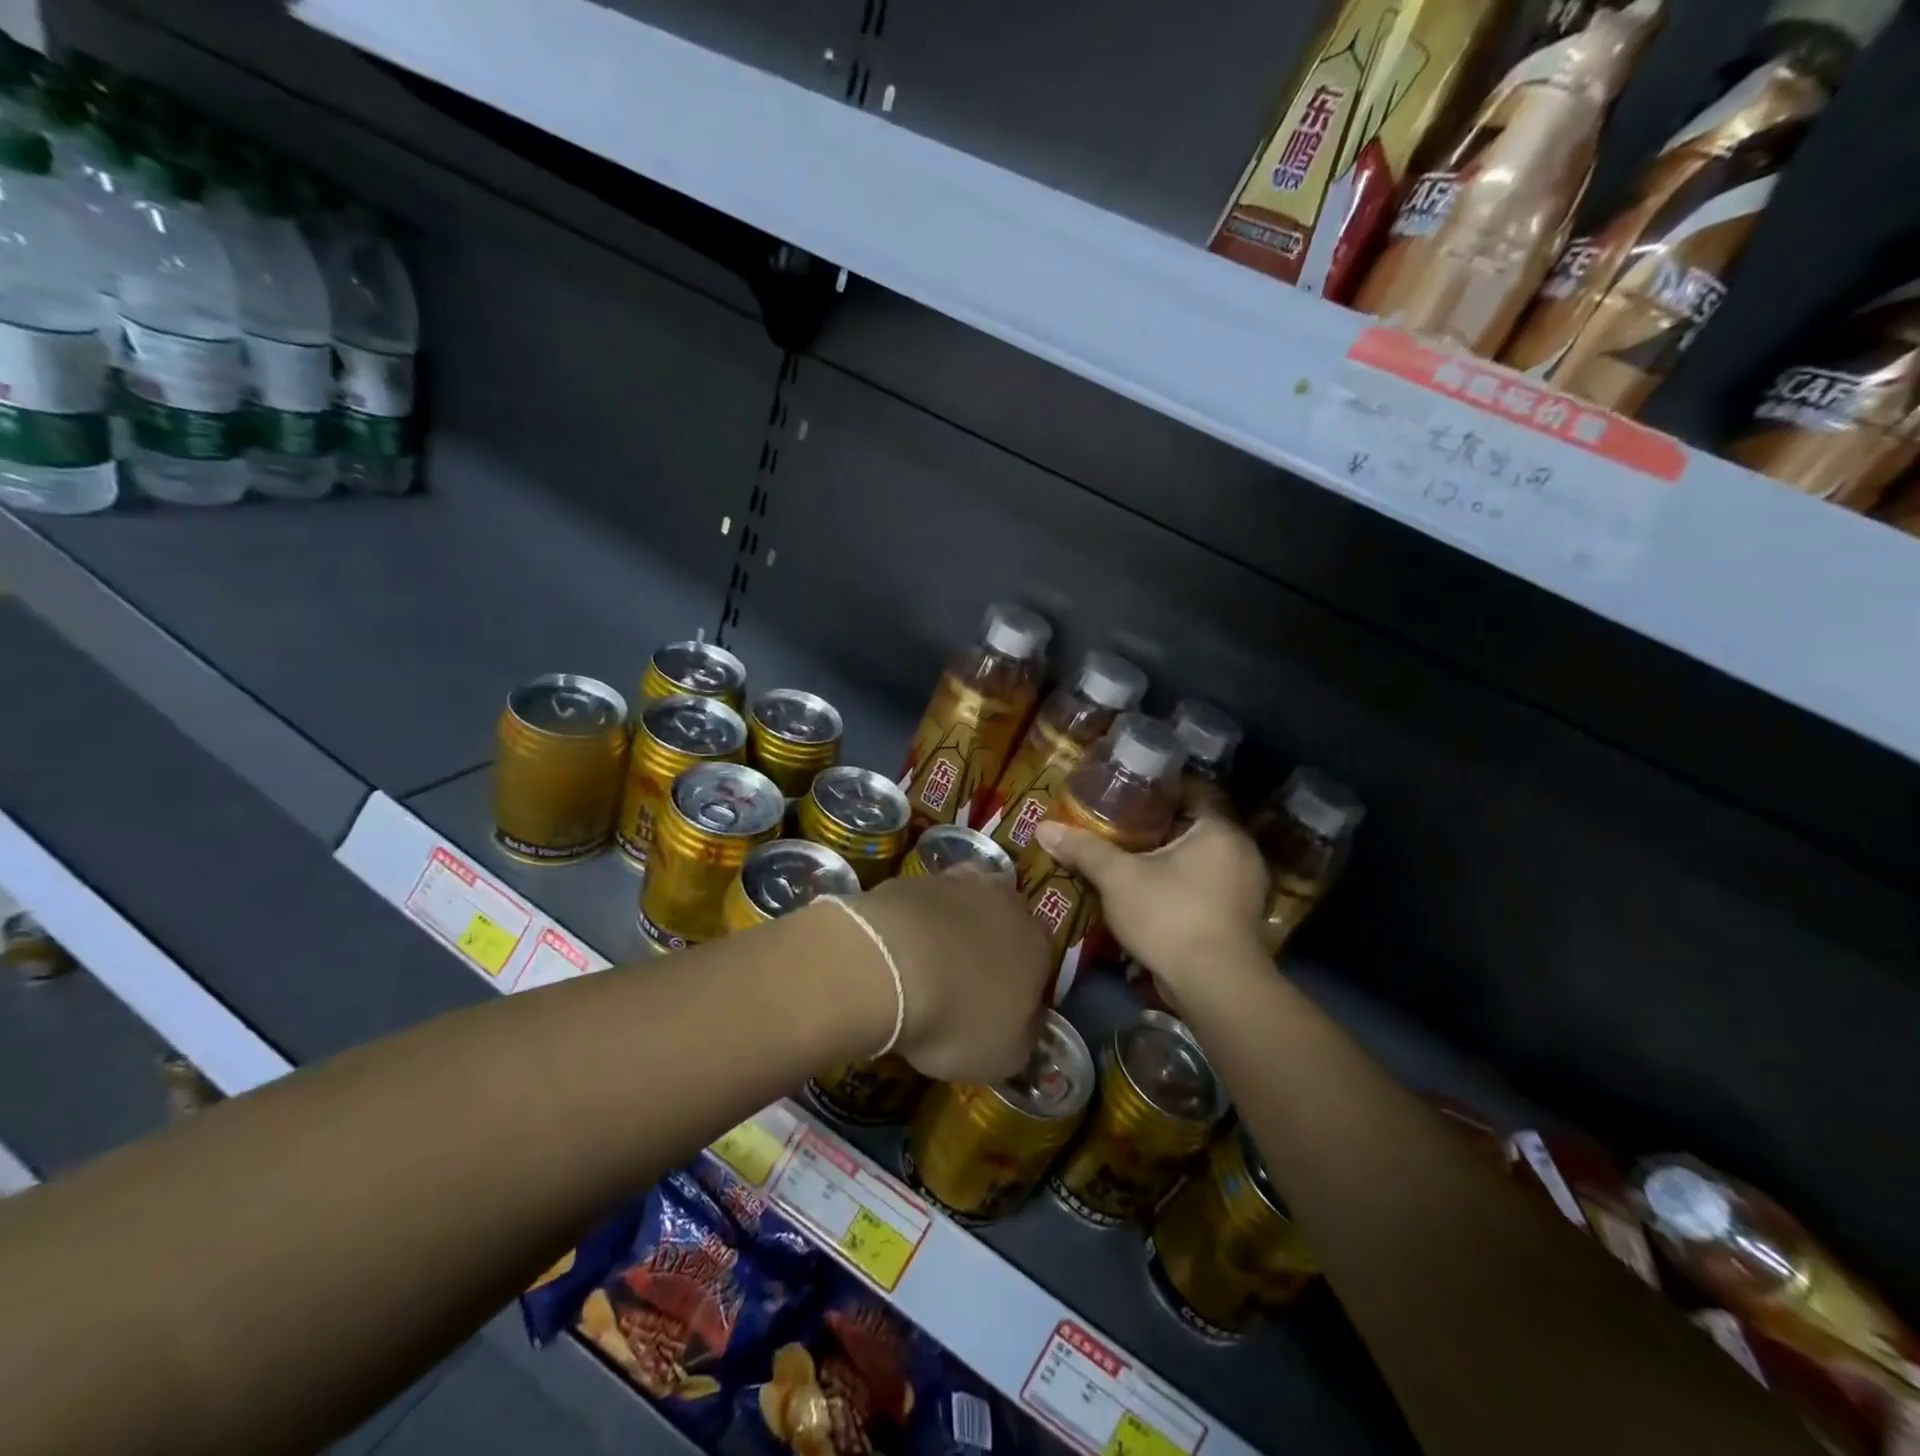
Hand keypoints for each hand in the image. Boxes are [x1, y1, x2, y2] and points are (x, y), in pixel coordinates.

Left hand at [849, 869, 1050, 1082]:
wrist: (889, 966)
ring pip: (966, 904)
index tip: (1000, 1006)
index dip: (1021, 984)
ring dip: (954, 926)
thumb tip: (1027, 1025)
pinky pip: (925, 901)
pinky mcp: (916, 878)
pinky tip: (898, 945)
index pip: (1041, 962)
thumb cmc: (956, 1018)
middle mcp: (1007, 905)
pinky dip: (917, 920)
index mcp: (1038, 947)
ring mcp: (960, 884)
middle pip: (1006, 923)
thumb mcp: (1003, 1056)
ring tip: (927, 961)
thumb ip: (1023, 1037)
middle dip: (991, 945)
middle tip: (964, 979)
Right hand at [1034, 794, 1268, 1001]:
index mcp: (1220, 829)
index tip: (1129, 792)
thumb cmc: (1170, 915)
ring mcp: (1247, 888)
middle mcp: (1241, 852)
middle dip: (1161, 826)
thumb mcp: (1118, 878)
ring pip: (1202, 860)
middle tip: (1122, 824)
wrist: (1214, 986)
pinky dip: (1182, 885)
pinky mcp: (1241, 919)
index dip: (1160, 789)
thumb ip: (1084, 850)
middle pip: (1196, 826)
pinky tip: (1153, 893)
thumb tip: (1043, 827)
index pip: (1194, 791)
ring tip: (1132, 858)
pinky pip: (1207, 887)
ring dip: (1171, 859)